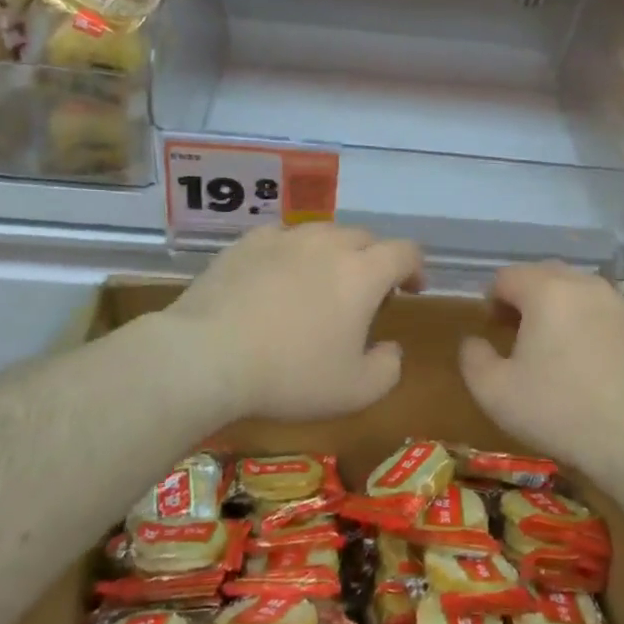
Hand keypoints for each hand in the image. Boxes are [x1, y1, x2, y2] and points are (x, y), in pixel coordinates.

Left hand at [161, 222, 422, 421]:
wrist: (208, 356)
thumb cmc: (290, 376)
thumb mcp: (355, 391)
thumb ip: (388, 368)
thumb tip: (391, 349)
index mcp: (363, 273)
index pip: (405, 252)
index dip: (414, 268)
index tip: (411, 290)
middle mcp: (328, 244)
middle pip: (365, 238)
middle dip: (374, 261)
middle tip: (364, 295)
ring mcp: (285, 238)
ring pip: (323, 232)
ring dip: (334, 253)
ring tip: (320, 282)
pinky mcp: (247, 242)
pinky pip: (282, 237)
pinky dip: (291, 252)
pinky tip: (278, 276)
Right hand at [460, 261, 623, 472]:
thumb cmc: (559, 411)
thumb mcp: (494, 392)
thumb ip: (473, 357)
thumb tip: (474, 341)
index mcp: (547, 291)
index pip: (508, 276)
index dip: (493, 300)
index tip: (493, 331)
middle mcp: (586, 286)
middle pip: (546, 276)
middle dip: (527, 299)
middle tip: (519, 337)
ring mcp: (622, 306)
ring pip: (580, 294)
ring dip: (561, 311)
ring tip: (556, 350)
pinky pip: (608, 317)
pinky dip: (592, 329)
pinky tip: (592, 368)